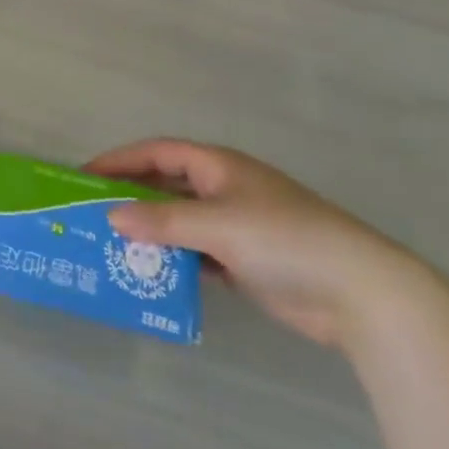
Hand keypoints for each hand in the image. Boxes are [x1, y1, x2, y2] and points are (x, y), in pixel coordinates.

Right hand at [85, 140, 431, 348]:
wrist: (363, 295)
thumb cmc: (285, 241)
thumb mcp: (217, 225)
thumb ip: (162, 221)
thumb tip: (111, 215)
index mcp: (219, 167)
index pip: (158, 153)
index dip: (120, 160)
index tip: (85, 175)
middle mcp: (225, 190)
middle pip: (166, 186)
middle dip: (131, 197)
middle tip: (91, 213)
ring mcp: (238, 227)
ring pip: (181, 223)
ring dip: (151, 233)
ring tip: (112, 247)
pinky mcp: (247, 262)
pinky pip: (198, 254)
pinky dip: (175, 260)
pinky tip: (152, 274)